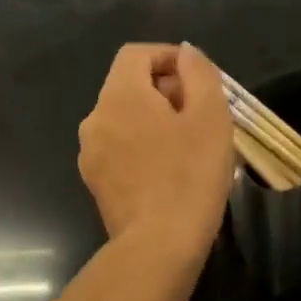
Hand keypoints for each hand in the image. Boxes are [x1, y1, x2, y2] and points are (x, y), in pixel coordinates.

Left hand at [79, 43, 234, 253]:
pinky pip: (120, 148)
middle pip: (129, 86)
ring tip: (189, 145)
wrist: (158, 247)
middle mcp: (95, 118)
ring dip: (155, 120)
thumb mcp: (210, 116)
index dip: (168, 57)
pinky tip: (169, 171)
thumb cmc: (190, 175)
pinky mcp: (95, 182)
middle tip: (202, 115)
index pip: (136, 54)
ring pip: (125, 119)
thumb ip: (199, 73)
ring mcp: (91, 153)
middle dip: (166, 91)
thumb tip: (185, 53)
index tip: (198, 79)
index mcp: (120, 96)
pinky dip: (143, 146)